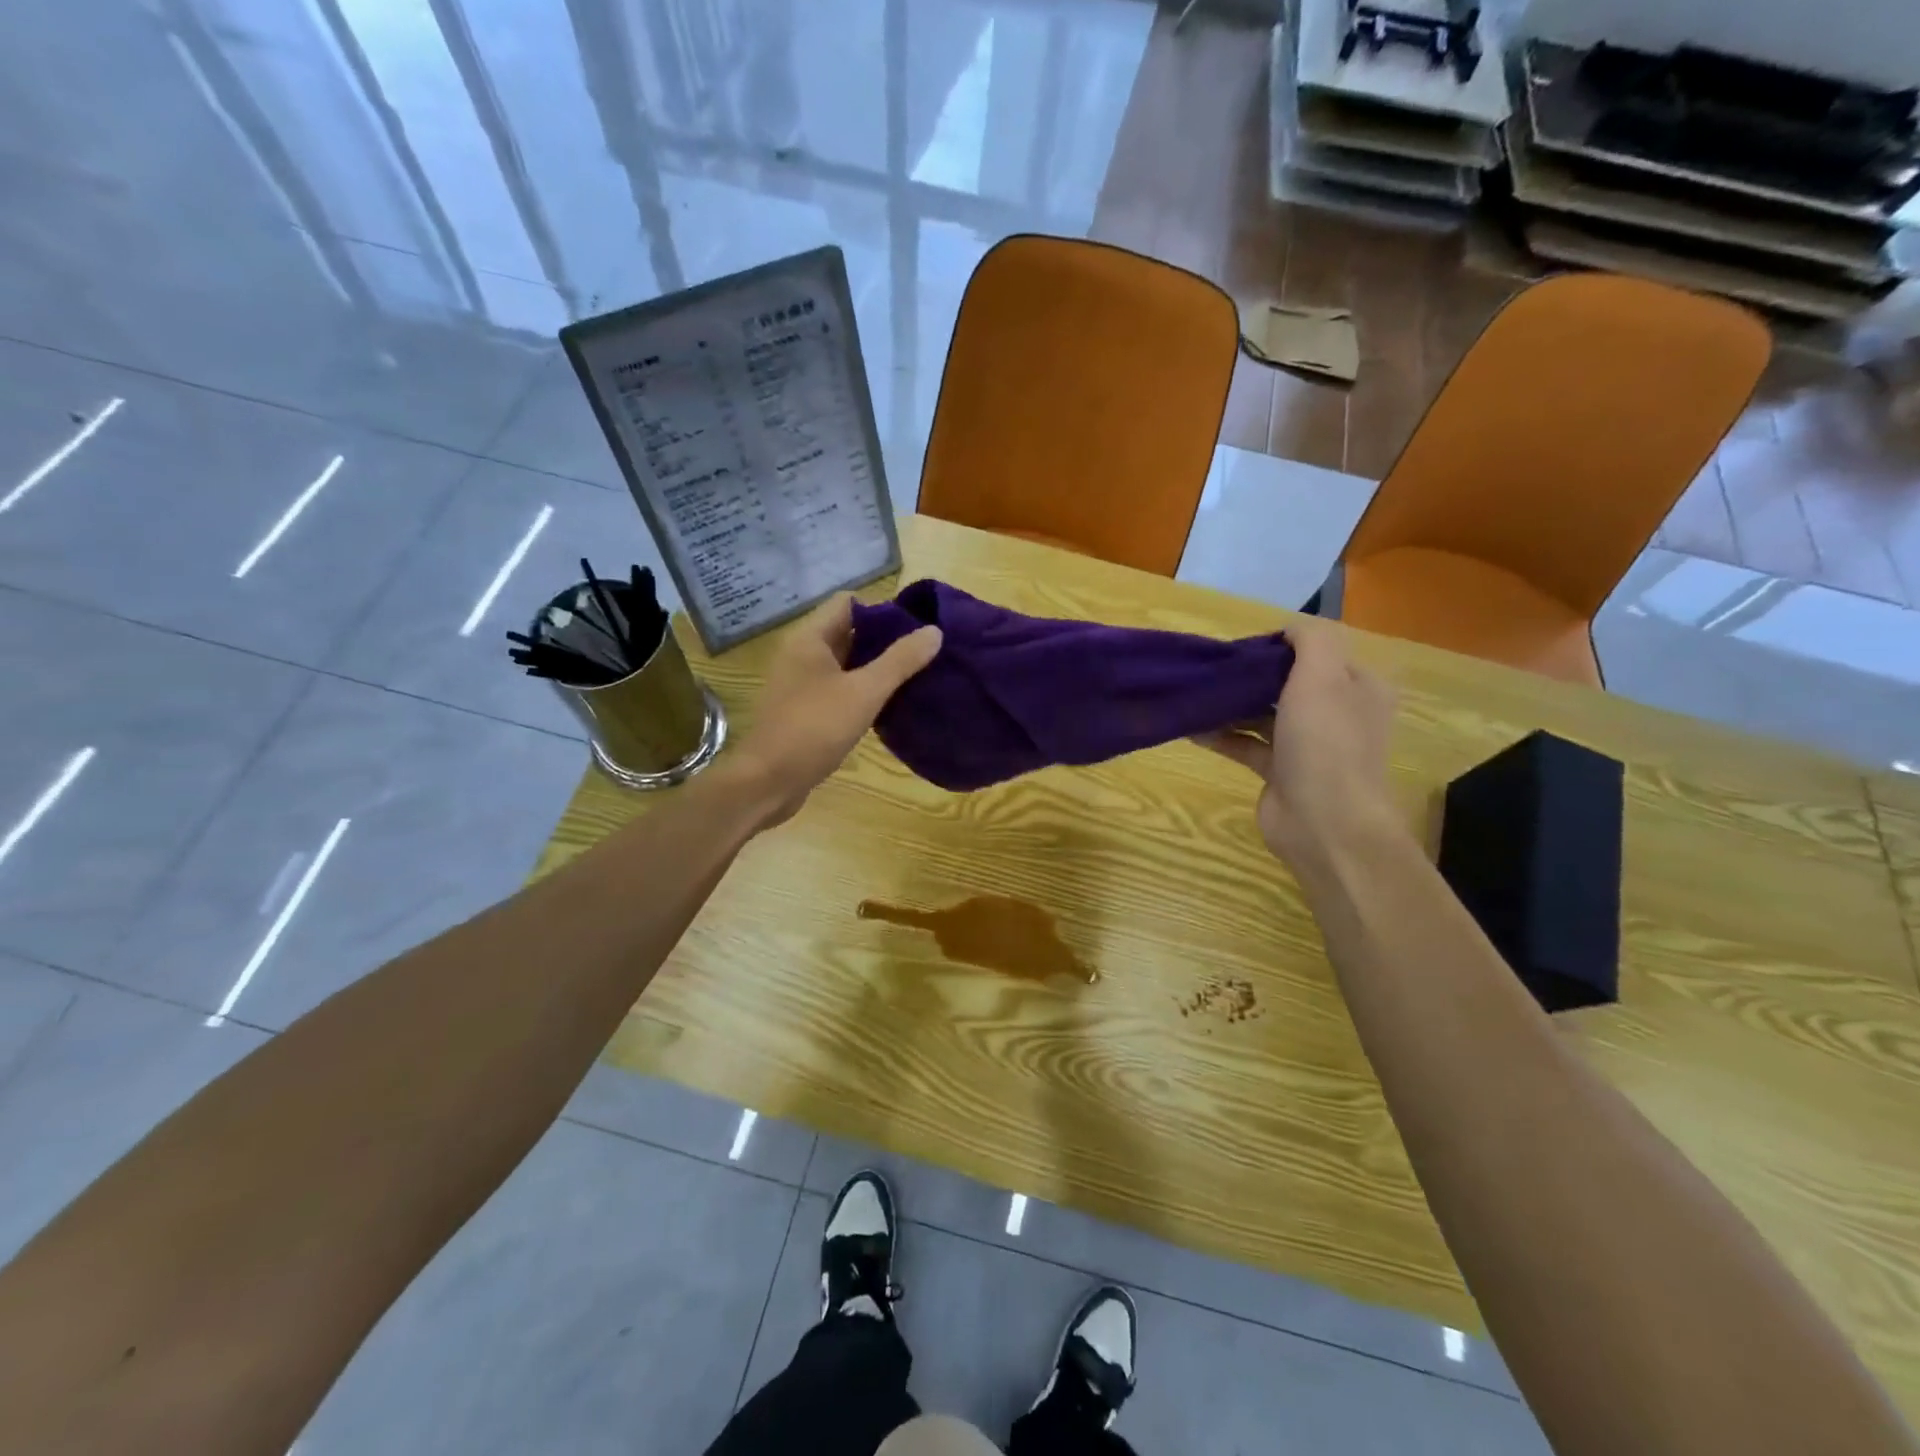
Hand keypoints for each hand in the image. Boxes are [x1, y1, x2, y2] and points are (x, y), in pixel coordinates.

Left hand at [734, 593, 941, 827]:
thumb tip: (934, 631)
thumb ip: (900, 661)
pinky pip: (839, 690)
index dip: (882, 609)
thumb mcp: (864, 692)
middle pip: (848, 633)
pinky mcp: (804, 712)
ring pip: (845, 664)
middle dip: (884, 640)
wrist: (768, 782)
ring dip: (875, 668)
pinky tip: (888, 706)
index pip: (848, 603)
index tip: (916, 627)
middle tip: (923, 653)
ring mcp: (800, 685)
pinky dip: (862, 692)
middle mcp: (801, 655)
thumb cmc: (814, 728)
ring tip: (914, 677)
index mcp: (810, 639)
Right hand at [1193, 619, 1397, 869]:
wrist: (1325, 823)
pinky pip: (1247, 744)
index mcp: (1356, 686)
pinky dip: (1222, 735)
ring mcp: (1307, 745)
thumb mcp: (1323, 674)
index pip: (1317, 652)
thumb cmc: (1326, 742)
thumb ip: (1310, 639)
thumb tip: (1286, 630)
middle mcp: (1336, 713)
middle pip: (1287, 683)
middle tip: (1212, 669)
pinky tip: (1192, 728)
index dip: (1279, 645)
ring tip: (1195, 694)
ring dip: (1231, 704)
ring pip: (1264, 714)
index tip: (1241, 647)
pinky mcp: (1280, 772)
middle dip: (1250, 675)